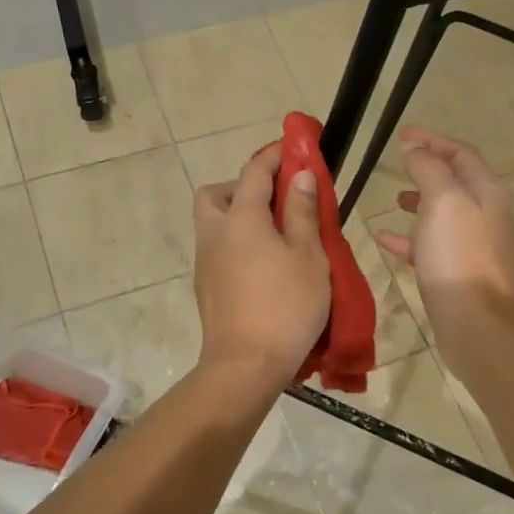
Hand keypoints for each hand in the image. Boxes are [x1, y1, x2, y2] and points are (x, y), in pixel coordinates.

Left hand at [193, 142, 330, 389]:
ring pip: (213, 223)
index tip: (293, 147)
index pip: (254, 171)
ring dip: (238, 217)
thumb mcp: (308, 255)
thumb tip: (299, 174)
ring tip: (275, 237)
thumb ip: (302, 211)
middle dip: (242, 187)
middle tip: (274, 202)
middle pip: (216, 194)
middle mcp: (215, 233)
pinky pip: (218, 250)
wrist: (246, 365)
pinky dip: (236, 244)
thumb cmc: (286, 306)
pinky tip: (263, 267)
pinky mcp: (205, 287)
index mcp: (241, 219)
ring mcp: (205, 262)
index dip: (274, 154)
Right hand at [373, 126, 513, 352]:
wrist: (477, 326)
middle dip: (427, 169)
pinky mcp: (459, 274)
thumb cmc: (459, 257)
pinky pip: (431, 247)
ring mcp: (475, 247)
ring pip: (443, 215)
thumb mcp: (442, 201)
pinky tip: (385, 239)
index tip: (401, 134)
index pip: (461, 154)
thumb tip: (415, 147)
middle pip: (455, 183)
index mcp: (488, 193)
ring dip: (419, 202)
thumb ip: (428, 168)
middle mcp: (487, 216)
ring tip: (394, 200)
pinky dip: (410, 238)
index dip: (432, 140)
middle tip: (397, 163)